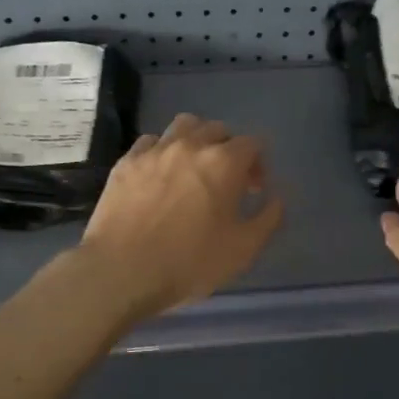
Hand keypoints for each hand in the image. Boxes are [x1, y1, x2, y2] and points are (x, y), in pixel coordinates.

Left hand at [75, 113, 284, 319]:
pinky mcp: (126, 163)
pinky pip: (150, 142)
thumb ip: (268, 219)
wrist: (121, 272)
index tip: (253, 191)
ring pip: (183, 126)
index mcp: (223, 163)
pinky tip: (160, 175)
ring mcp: (154, 151)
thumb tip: (277, 198)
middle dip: (229, 150)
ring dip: (196, 140)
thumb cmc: (189, 263)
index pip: (252, 143)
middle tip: (227, 181)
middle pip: (218, 129)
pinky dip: (163, 151)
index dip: (259, 164)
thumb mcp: (243, 250)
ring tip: (194, 169)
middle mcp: (190, 146)